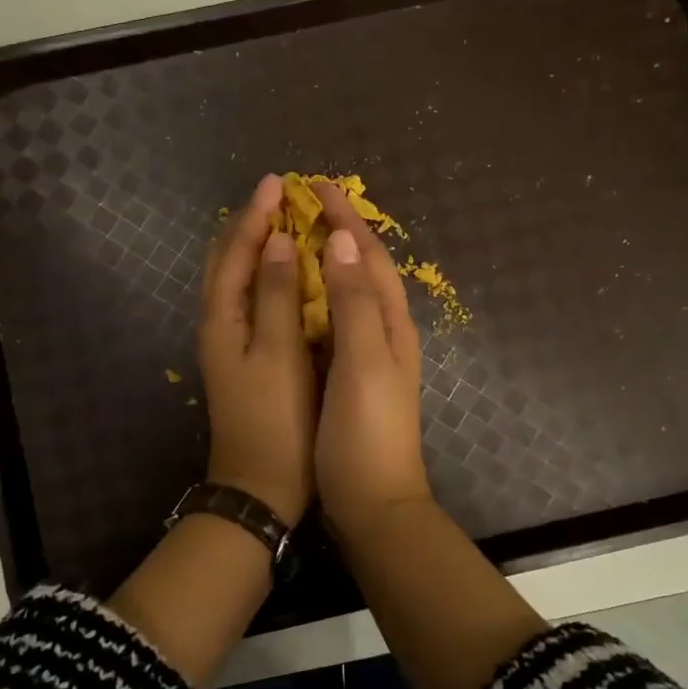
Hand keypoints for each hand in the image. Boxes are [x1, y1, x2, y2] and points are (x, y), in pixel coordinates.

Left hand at [199, 173, 316, 525]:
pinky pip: (251, 300)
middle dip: (250, 224)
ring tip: (283, 223)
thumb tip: (277, 240)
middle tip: (280, 196)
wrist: (260, 486)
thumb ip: (275, 294)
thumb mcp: (277, 353)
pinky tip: (287, 275)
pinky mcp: (246, 357)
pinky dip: (265, 276)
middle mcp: (218, 323)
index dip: (256, 215)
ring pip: (237, 280)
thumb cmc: (276, 419)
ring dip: (255, 247)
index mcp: (222, 318)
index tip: (279, 182)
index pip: (236, 251)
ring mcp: (230, 342)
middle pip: (228, 261)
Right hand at [311, 181, 433, 539]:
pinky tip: (296, 296)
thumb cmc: (366, 433)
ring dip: (327, 259)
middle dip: (338, 230)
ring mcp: (368, 354)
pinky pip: (335, 320)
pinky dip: (317, 295)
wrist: (373, 503)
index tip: (316, 185)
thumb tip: (341, 239)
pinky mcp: (350, 375)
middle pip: (363, 268)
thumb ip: (353, 302)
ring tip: (296, 235)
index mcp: (391, 323)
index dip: (345, 218)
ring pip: (349, 292)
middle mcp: (384, 331)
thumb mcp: (362, 362)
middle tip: (303, 203)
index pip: (369, 255)